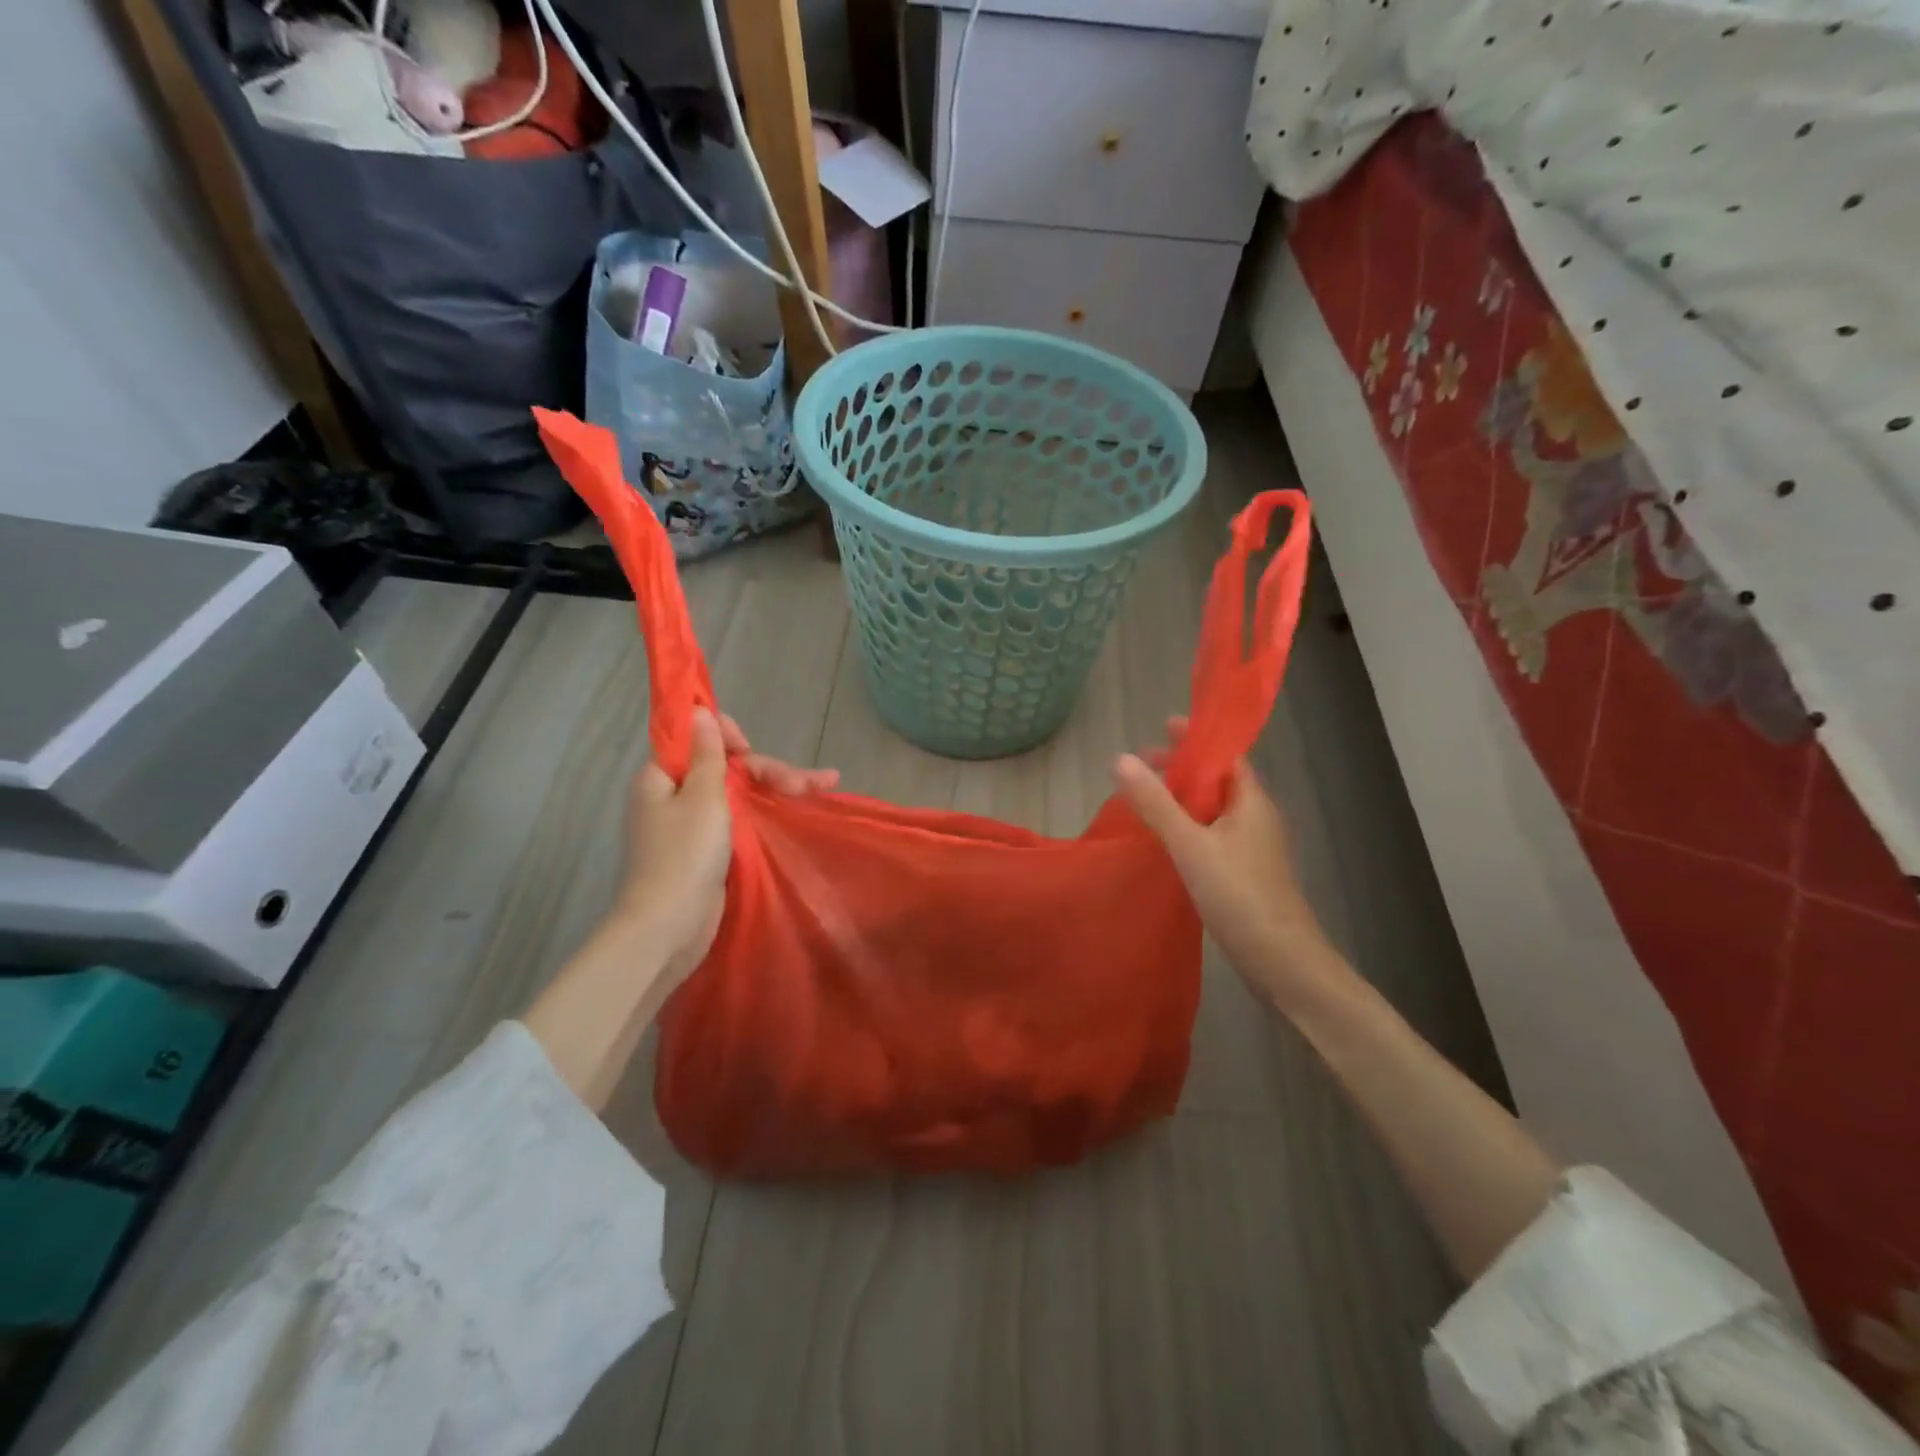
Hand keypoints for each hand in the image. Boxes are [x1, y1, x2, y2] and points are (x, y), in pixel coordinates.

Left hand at [614, 708, 837, 988]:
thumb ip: (707, 753)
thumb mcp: (701, 797)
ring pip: (738, 793)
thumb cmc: (683, 856)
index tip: (749, 748)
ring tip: (823, 786)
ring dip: (776, 787)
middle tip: (809, 783)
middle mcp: (675, 795)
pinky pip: (739, 818)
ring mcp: (693, 824)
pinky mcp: (708, 850)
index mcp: (662, 776)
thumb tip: (699, 710)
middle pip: (726, 768)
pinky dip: (766, 811)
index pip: (698, 740)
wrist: (668, 927)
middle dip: (769, 770)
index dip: (729, 737)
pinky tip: (798, 808)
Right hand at [1113, 718, 1341, 1012]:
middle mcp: (1256, 817)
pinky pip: (1213, 834)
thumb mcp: (1190, 844)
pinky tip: (1166, 839)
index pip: (1226, 755)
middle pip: (1218, 779)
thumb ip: (1155, 803)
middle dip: (1183, 767)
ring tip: (1147, 796)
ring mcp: (1253, 847)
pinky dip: (1189, 825)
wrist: (1282, 960)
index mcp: (1251, 801)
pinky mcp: (1245, 872)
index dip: (1197, 738)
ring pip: (1215, 809)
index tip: (1164, 725)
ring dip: (1184, 797)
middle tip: (1143, 763)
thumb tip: (1121, 758)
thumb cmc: (1239, 894)